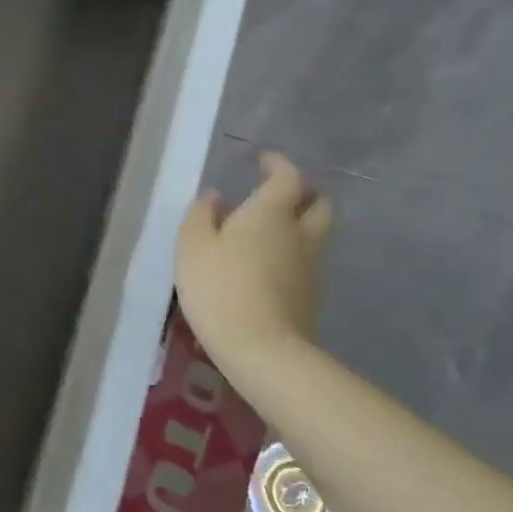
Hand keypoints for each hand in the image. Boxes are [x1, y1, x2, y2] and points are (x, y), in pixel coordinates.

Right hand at [175, 152, 332, 383]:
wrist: (262, 350)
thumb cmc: (220, 288)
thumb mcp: (192, 246)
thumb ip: (201, 215)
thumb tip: (214, 197)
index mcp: (270, 213)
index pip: (289, 177)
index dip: (279, 165)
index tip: (265, 161)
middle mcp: (299, 234)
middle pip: (319, 204)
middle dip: (304, 193)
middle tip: (279, 194)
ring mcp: (311, 268)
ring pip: (317, 235)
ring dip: (300, 226)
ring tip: (270, 232)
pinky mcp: (312, 297)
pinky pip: (308, 263)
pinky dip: (295, 255)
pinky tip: (270, 266)